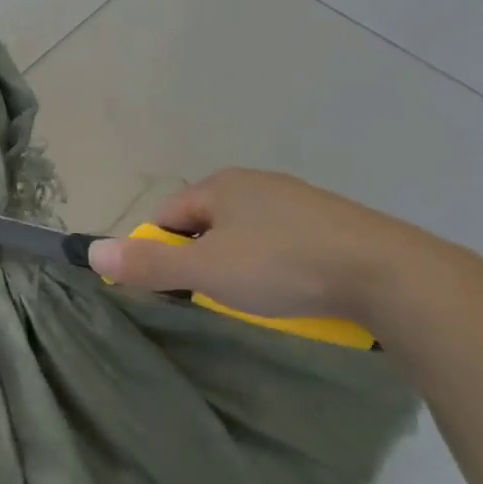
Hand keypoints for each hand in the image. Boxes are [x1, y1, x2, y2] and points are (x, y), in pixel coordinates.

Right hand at [85, 169, 434, 322]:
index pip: (166, 216)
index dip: (159, 252)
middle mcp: (256, 183)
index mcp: (220, 185)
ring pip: (246, 235)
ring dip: (239, 264)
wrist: (389, 275)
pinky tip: (293, 290)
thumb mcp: (205, 270)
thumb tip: (92, 251)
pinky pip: (284, 244)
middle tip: (212, 298)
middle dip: (200, 260)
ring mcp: (299, 201)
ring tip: (255, 300)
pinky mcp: (333, 224)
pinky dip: (278, 266)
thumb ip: (148, 262)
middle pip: (205, 225)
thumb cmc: (282, 266)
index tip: (172, 290)